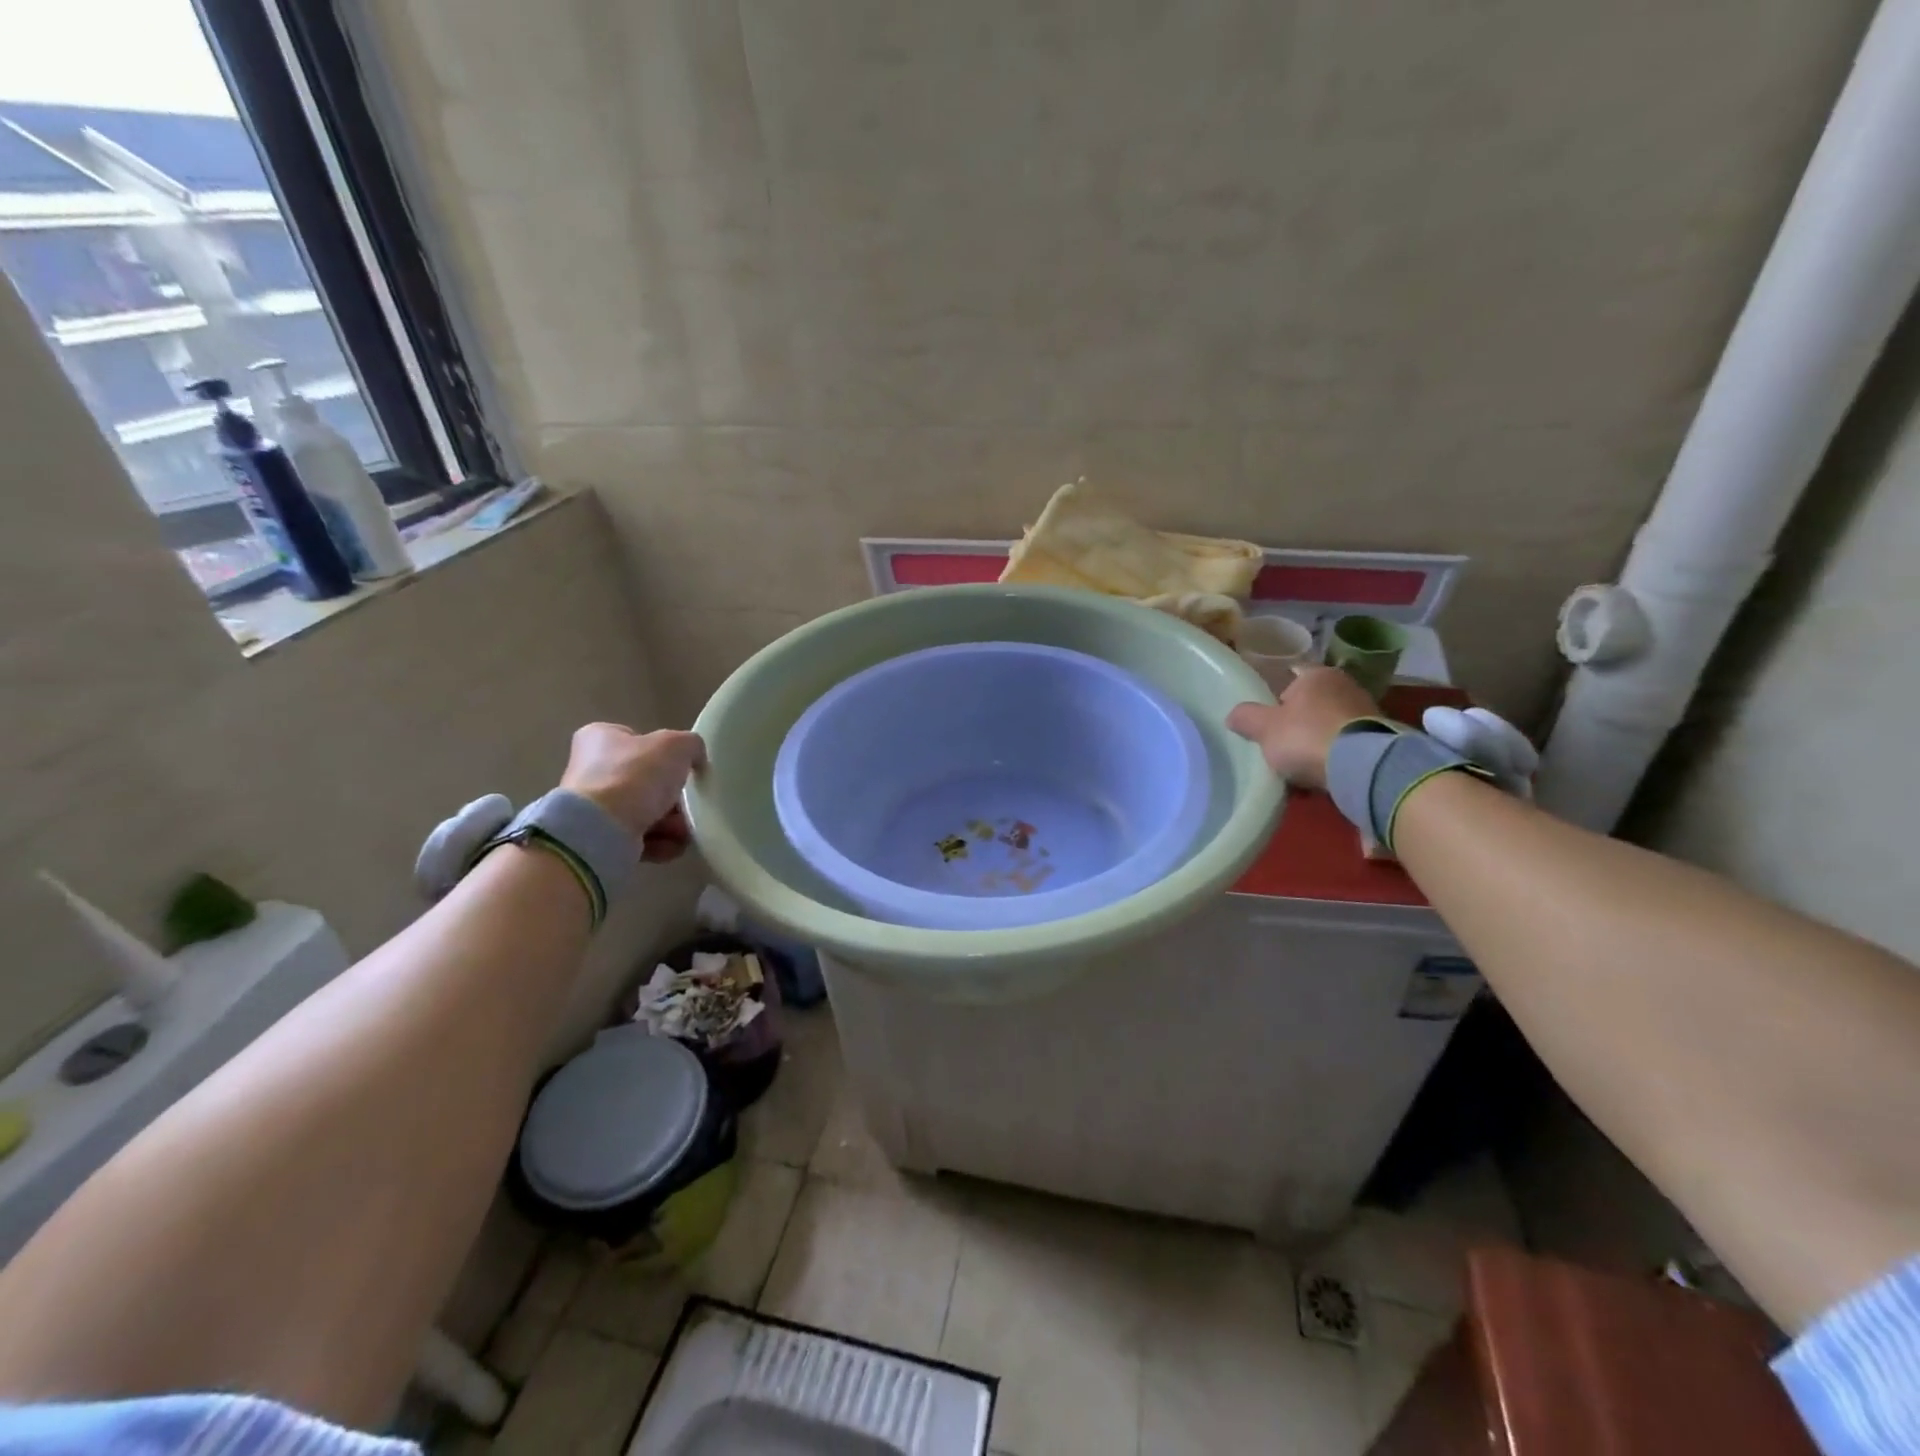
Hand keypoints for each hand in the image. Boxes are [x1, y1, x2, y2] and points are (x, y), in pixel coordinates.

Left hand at [561, 724, 706, 853]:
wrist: (601, 829)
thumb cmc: (635, 775)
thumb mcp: (677, 745)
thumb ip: (692, 745)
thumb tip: (695, 759)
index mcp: (600, 738)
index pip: (638, 740)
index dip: (665, 754)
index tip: (683, 768)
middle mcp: (590, 769)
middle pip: (646, 781)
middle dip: (673, 797)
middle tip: (689, 805)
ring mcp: (593, 806)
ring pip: (645, 811)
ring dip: (671, 822)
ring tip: (684, 831)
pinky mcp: (599, 837)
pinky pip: (638, 837)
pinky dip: (659, 842)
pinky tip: (672, 845)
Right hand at [1227, 666, 1379, 789]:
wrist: (1361, 767)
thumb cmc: (1306, 736)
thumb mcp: (1264, 728)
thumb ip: (1246, 718)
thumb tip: (1233, 715)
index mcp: (1317, 675)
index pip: (1290, 677)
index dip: (1274, 698)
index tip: (1265, 720)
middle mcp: (1345, 685)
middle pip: (1310, 704)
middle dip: (1296, 724)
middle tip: (1278, 746)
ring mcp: (1366, 712)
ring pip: (1328, 727)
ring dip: (1314, 744)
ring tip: (1298, 769)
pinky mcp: (1377, 739)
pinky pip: (1344, 747)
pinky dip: (1332, 758)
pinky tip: (1318, 777)